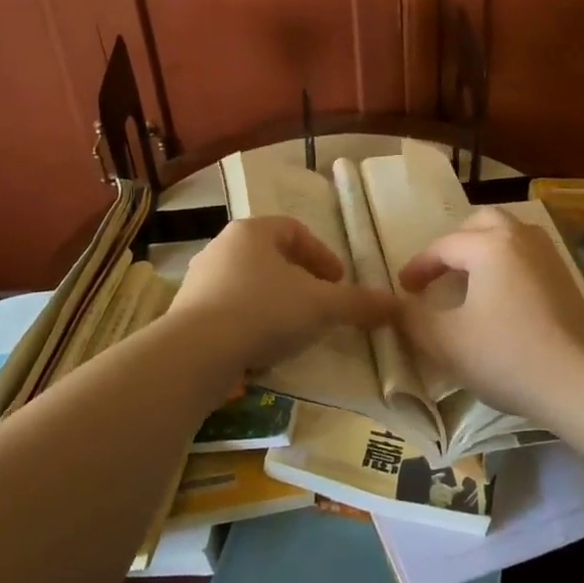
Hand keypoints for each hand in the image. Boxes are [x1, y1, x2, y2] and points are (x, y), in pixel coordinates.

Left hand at [169, 216, 397, 372]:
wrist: (195, 352)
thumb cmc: (263, 311)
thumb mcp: (320, 306)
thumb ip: (358, 304)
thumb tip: (397, 305)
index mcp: (253, 231)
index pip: (295, 230)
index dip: (322, 255)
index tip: (339, 282)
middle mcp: (222, 247)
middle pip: (271, 257)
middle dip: (300, 280)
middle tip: (320, 305)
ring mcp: (199, 279)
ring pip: (248, 284)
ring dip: (274, 303)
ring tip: (293, 330)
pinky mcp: (186, 312)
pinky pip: (228, 310)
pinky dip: (250, 323)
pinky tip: (261, 348)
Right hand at [397, 208, 583, 418]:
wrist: (579, 384)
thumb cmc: (505, 355)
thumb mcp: (445, 341)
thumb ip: (411, 318)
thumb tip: (396, 305)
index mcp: (489, 245)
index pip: (443, 247)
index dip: (418, 267)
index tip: (404, 289)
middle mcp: (521, 238)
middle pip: (482, 223)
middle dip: (455, 243)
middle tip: (440, 272)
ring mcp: (549, 257)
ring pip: (510, 235)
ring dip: (484, 249)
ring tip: (470, 280)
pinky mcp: (568, 280)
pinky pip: (528, 256)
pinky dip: (507, 264)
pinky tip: (502, 298)